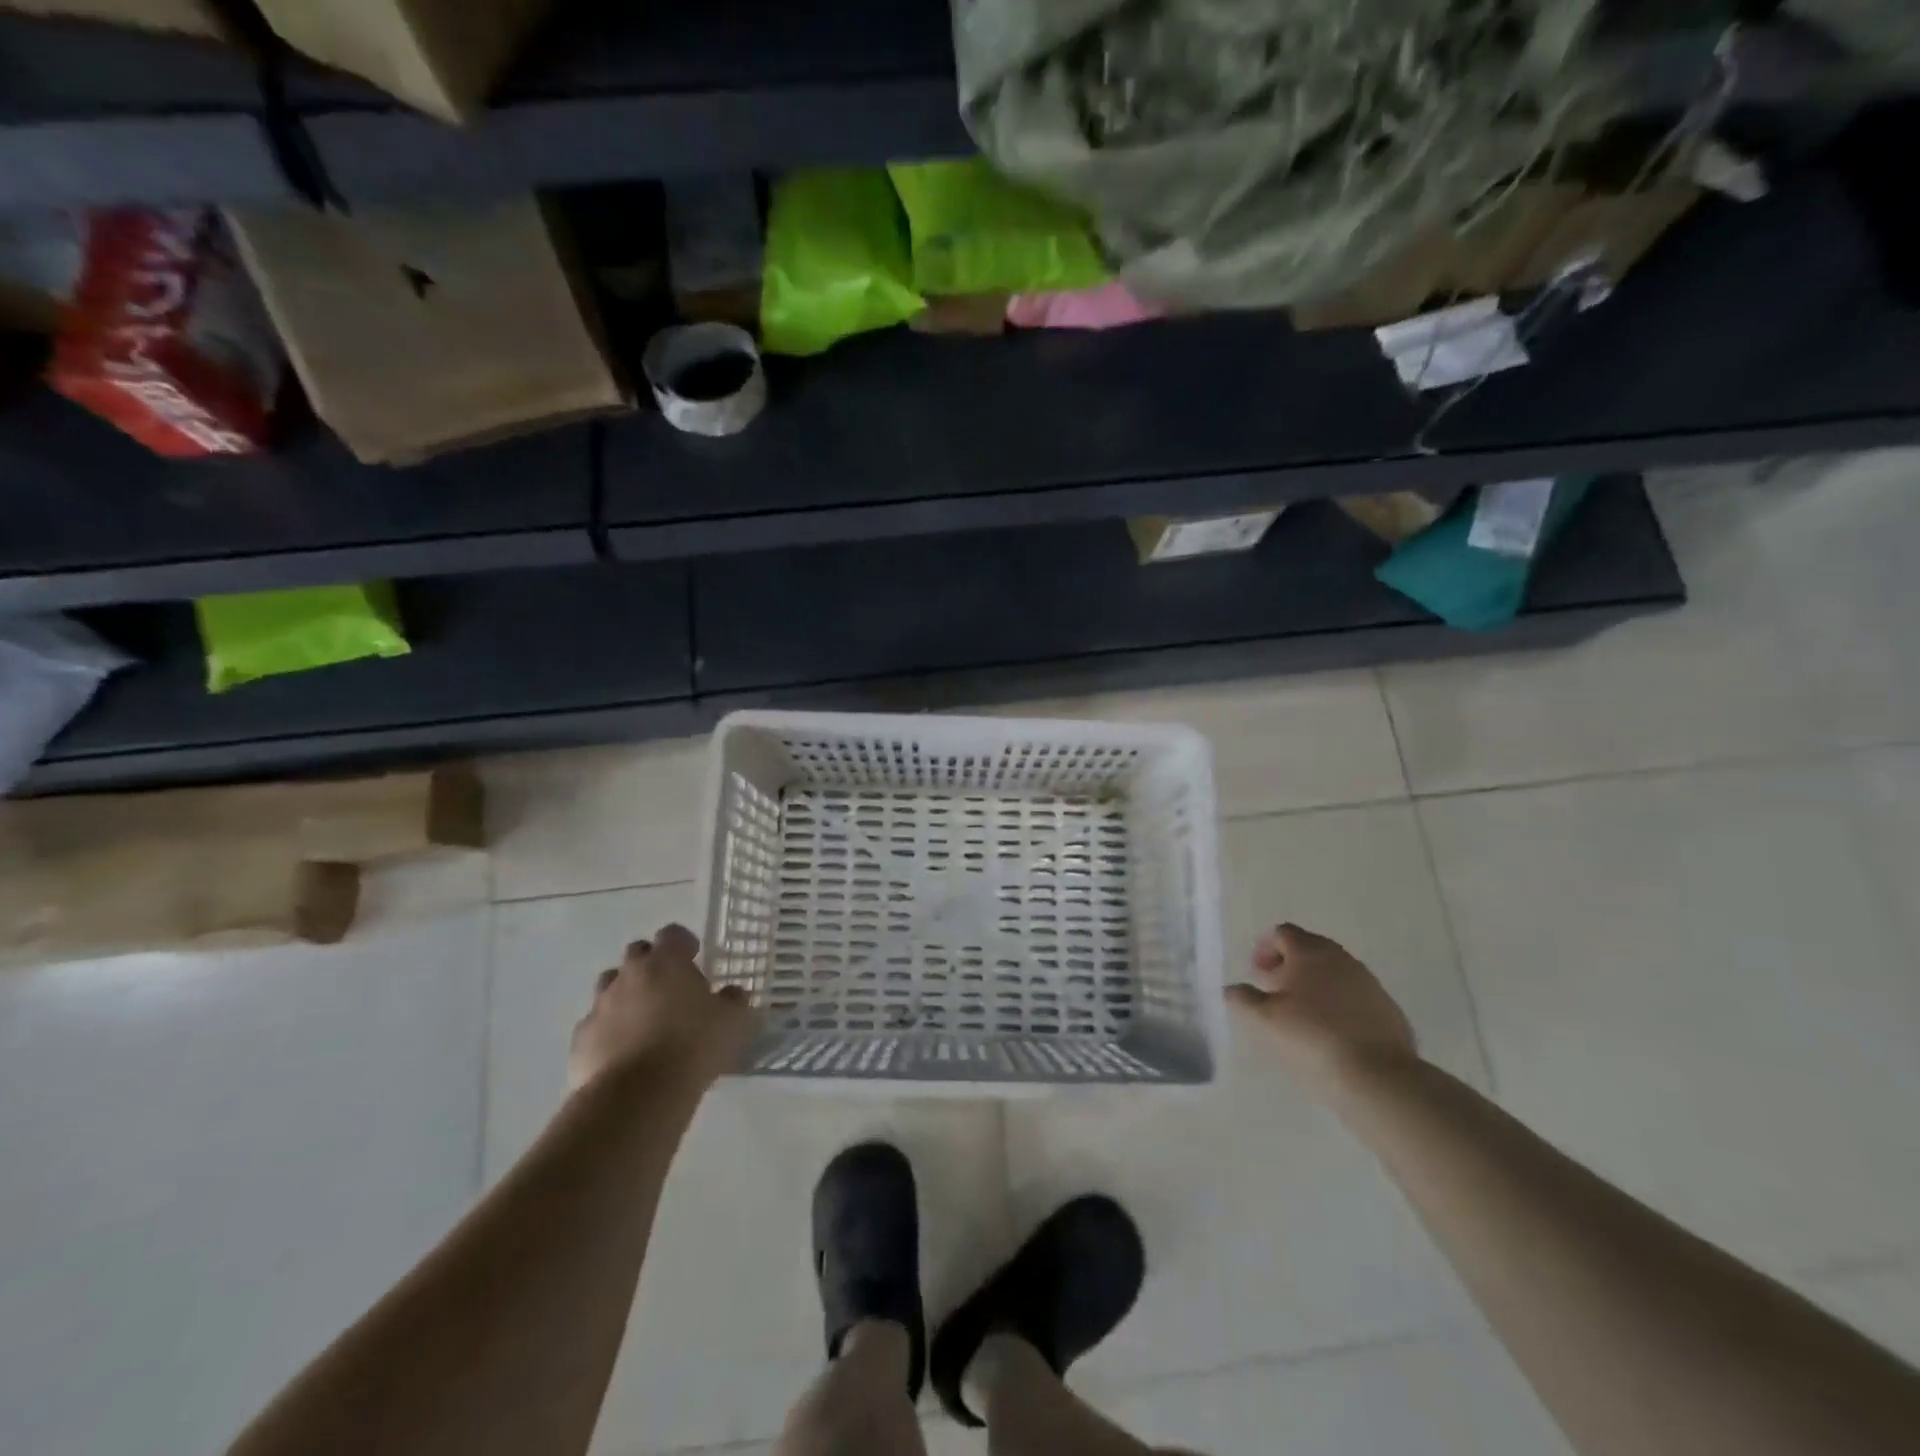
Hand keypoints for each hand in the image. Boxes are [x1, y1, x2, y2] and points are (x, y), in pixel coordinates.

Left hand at [569, 925, 755, 1091]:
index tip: (694, 956)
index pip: (672, 934)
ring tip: (644, 1019)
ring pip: (609, 986)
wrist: (637, 1095)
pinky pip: (595, 1025)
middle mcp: (630, 975)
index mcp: (667, 962)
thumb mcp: (732, 1021)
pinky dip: (608, 1031)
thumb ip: (733, 1001)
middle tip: (669, 988)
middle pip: (636, 954)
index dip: (683, 943)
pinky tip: (623, 1052)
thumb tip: (732, 993)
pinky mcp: (581, 1039)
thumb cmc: (693, 1046)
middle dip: (651, 964)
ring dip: (625, 994)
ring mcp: (600, 1005)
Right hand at [1226, 923, 1416, 1089]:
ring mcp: (1368, 981)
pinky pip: (1353, 994)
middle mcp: (1340, 958)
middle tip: (1274, 991)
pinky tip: (1331, 1030)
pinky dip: (1338, 1002)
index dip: (1265, 948)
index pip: (1283, 933)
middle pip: (1309, 948)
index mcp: (1309, 952)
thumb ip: (1242, 998)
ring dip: (1313, 983)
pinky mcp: (1386, 1007)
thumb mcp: (1264, 1019)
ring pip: (1333, 971)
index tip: (1256, 974)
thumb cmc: (1312, 1036)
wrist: (1377, 1075)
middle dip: (1288, 964)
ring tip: (1301, 1013)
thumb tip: (1232, 989)